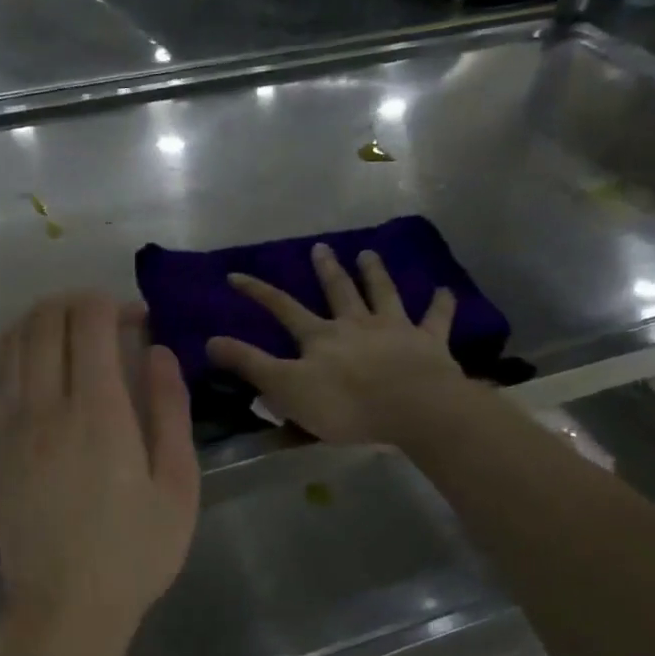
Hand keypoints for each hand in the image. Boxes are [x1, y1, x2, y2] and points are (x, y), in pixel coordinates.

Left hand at [0, 293, 199, 649]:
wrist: (64, 607)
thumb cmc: (134, 552)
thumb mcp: (177, 485)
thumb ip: (170, 410)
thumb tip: (160, 352)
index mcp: (98, 412)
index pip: (89, 323)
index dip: (110, 304)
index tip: (135, 317)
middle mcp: (46, 406)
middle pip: (45, 322)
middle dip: (75, 302)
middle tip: (104, 317)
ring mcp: (10, 426)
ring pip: (12, 343)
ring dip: (39, 320)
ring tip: (67, 328)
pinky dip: (12, 352)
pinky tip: (31, 361)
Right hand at [206, 244, 468, 445]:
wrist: (413, 408)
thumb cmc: (345, 404)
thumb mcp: (286, 388)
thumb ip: (250, 364)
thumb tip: (210, 341)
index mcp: (320, 337)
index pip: (282, 308)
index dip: (258, 292)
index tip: (236, 275)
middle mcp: (356, 324)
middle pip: (338, 291)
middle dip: (327, 270)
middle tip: (321, 247)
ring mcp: (394, 329)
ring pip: (382, 294)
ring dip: (375, 273)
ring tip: (369, 253)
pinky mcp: (429, 342)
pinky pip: (436, 318)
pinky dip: (440, 304)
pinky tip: (445, 290)